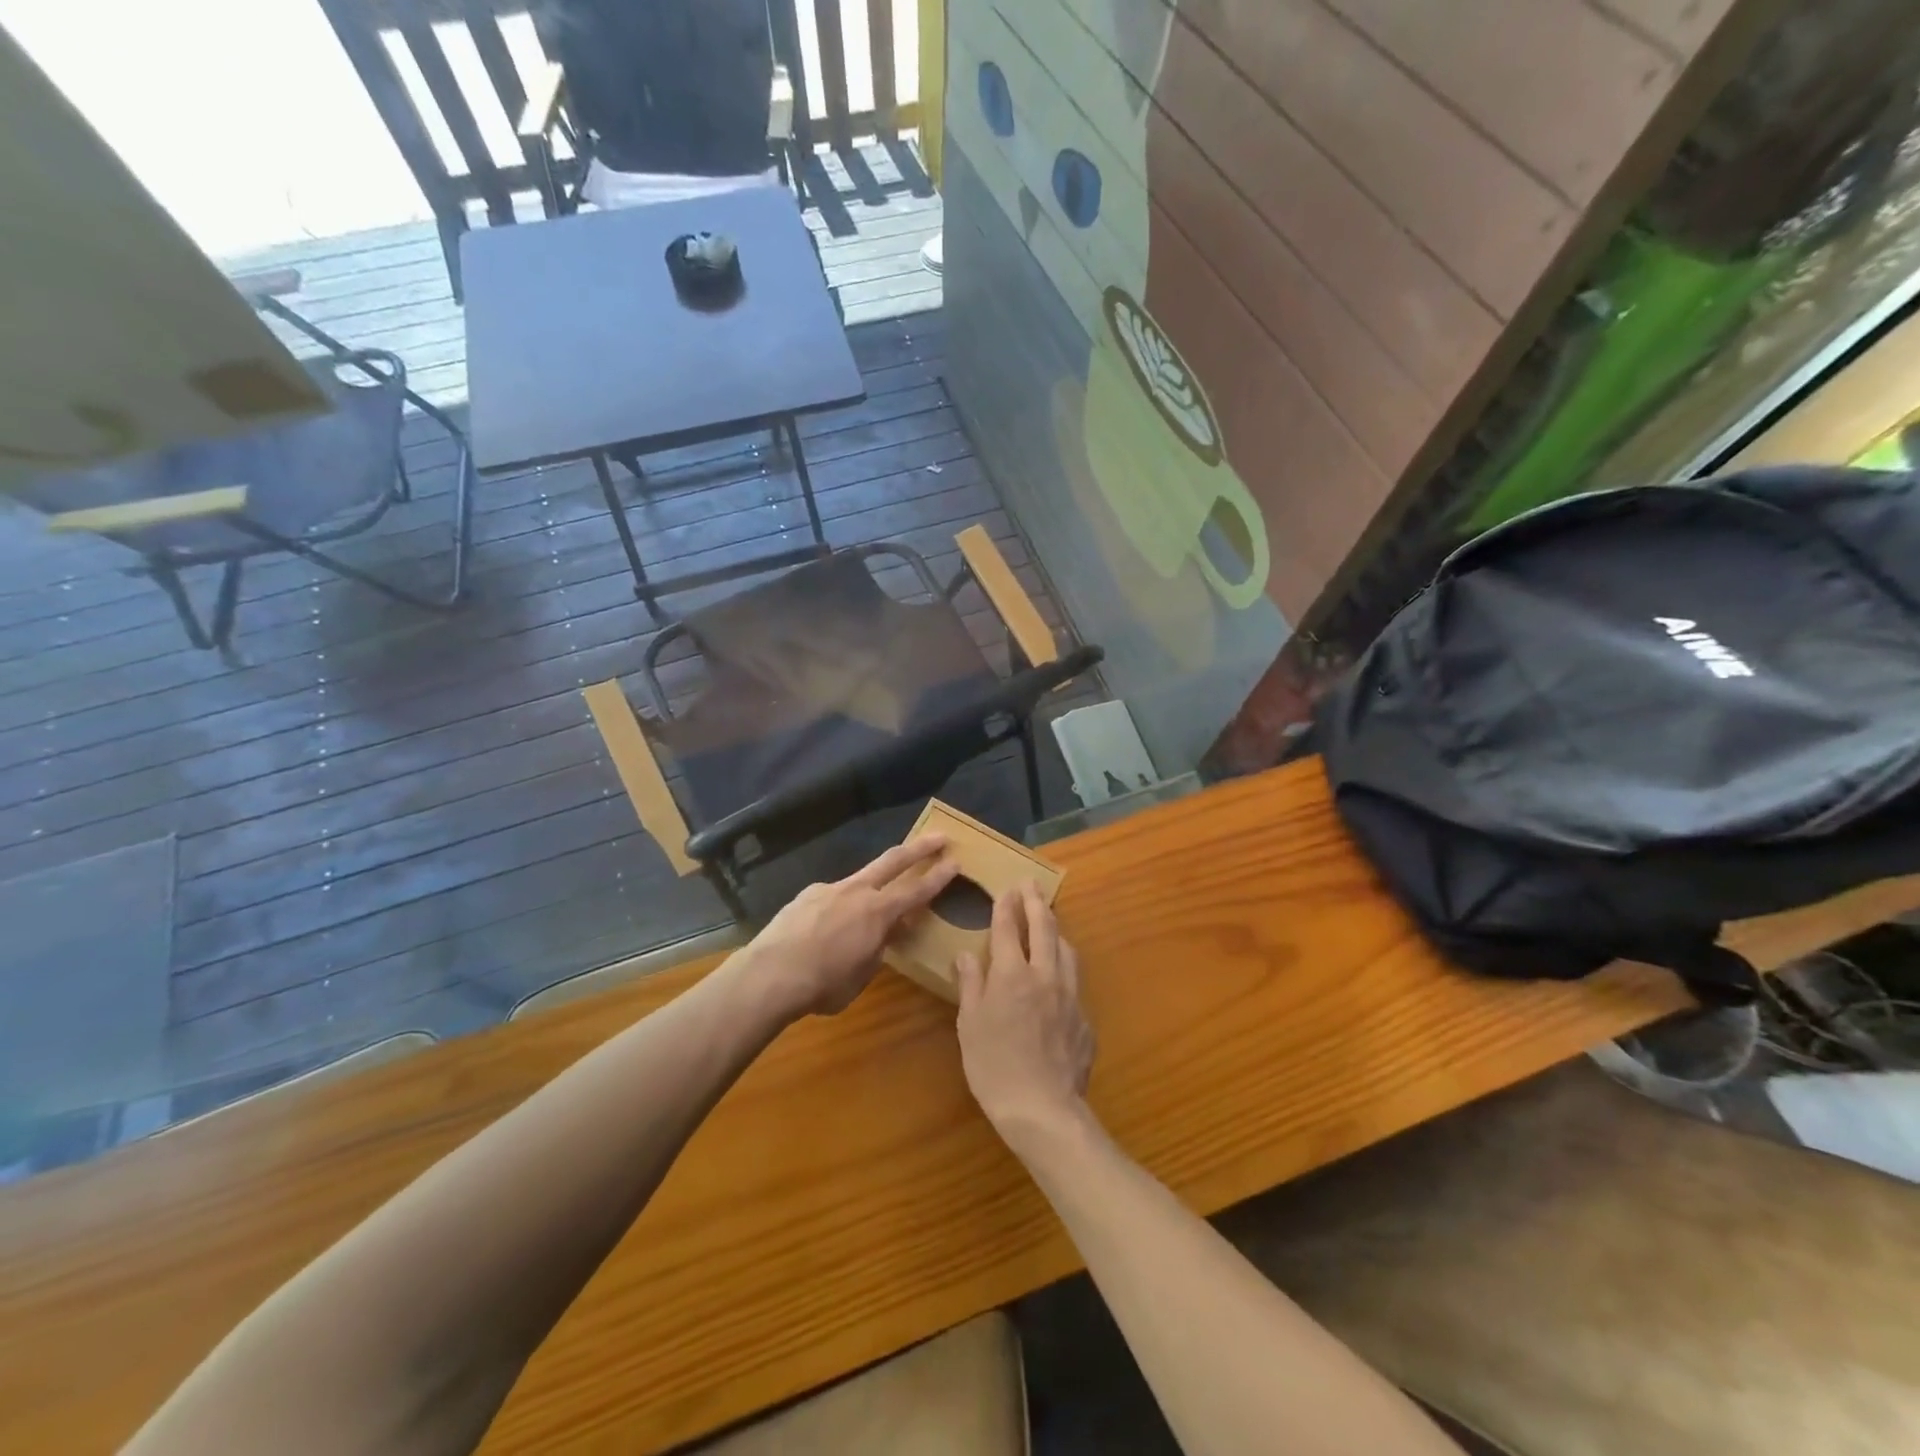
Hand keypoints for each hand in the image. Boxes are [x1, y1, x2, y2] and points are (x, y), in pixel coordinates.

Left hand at [739, 836, 956, 1017]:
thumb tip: (886, 934)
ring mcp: (829, 888)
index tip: (956, 861)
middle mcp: (857, 891)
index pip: (918, 890)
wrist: (770, 975)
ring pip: (860, 879)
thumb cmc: (824, 984)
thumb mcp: (862, 974)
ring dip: (872, 885)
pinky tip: (825, 929)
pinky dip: (838, 908)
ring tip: (865, 913)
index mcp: (878, 912)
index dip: (939, 877)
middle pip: (894, 861)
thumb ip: (878, 949)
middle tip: (940, 836)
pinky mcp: (805, 895)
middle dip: (920, 847)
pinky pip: (831, 897)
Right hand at [956, 883, 1095, 1151]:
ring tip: (1050, 922)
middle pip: (1044, 928)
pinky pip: (1075, 983)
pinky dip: (1065, 969)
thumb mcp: (970, 1025)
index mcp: (1012, 974)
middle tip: (1031, 884)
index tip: (1006, 889)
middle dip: (1036, 902)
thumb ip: (971, 985)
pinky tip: (1060, 978)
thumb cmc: (994, 1067)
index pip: (1009, 928)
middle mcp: (1045, 975)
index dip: (1006, 906)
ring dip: (1057, 931)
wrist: (1043, 1109)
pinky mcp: (1085, 1019)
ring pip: (1067, 951)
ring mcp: (1070, 996)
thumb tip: (965, 954)